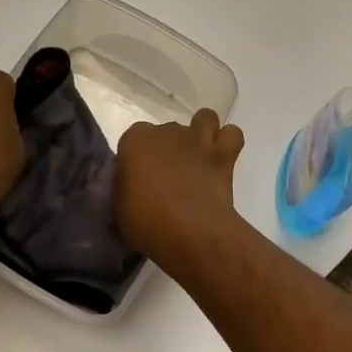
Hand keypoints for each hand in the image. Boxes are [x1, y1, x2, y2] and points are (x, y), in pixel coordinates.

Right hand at [113, 109, 244, 260]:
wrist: (190, 232)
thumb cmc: (146, 223)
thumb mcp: (119, 209)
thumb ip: (123, 190)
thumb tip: (130, 189)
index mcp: (135, 140)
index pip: (133, 138)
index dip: (138, 157)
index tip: (140, 179)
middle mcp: (166, 130)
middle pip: (167, 130)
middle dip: (169, 148)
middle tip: (169, 178)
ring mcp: (197, 139)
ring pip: (204, 118)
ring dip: (201, 133)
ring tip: (197, 158)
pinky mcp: (223, 154)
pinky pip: (232, 135)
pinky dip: (228, 142)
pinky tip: (221, 159)